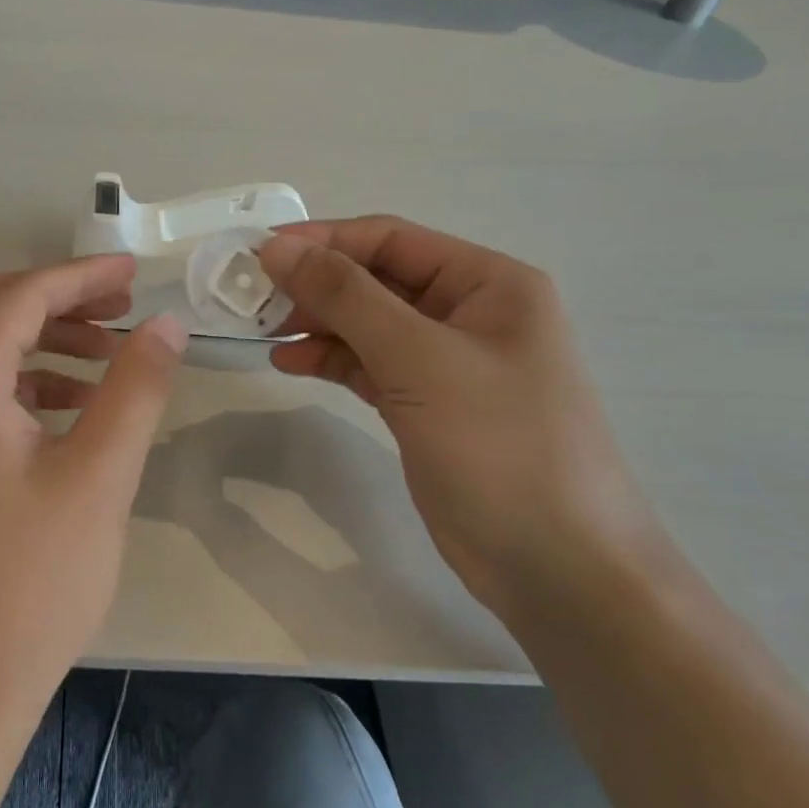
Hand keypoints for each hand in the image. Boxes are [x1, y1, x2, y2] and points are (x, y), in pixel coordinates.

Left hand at [0, 255, 185, 721]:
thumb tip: (165, 324)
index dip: (82, 275)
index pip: (21, 296)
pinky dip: (23, 381)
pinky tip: (72, 407)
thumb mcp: (99, 476)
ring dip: (43, 340)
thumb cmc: (30, 584)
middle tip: (124, 306)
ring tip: (110, 357)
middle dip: (60, 299)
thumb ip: (135, 388)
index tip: (137, 274)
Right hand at [259, 220, 660, 619]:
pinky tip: (289, 363)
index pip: (390, 239)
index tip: (257, 252)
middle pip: (376, 280)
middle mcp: (469, 312)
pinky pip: (370, 365)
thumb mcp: (419, 359)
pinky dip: (331, 360)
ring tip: (262, 330)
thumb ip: (346, 297)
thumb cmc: (500, 446)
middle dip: (315, 284)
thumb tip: (276, 248)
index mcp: (488, 283)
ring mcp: (447, 363)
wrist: (558, 568)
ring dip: (317, 323)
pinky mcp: (427, 405)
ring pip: (368, 324)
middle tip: (251, 296)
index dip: (322, 240)